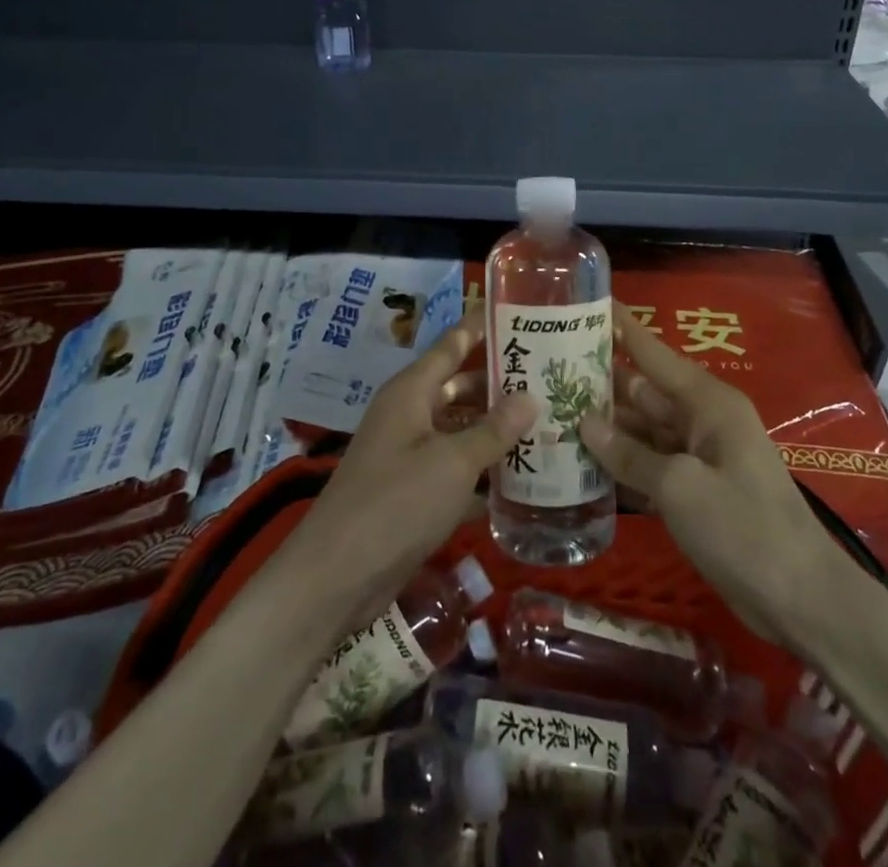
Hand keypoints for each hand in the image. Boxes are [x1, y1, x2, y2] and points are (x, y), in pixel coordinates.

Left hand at [287, 313, 536, 623]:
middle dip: (500, 383)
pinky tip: (523, 477)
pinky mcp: (413, 491)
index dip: (482, 325)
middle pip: (459, 387)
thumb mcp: (453, 462)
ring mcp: (409, 453)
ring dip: (496, 428)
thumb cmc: (395, 503)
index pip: (452, 343)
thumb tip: (532, 397)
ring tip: (548, 422)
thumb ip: (493, 430)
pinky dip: (483, 469)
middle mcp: (409, 414)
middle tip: (550, 377)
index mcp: (411, 391)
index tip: (521, 311)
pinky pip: (456, 467)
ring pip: (460, 428)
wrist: (337, 577)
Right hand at [580, 302, 833, 650]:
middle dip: (598, 382)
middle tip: (544, 371)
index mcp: (706, 402)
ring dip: (603, 428)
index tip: (585, 303)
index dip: (621, 327)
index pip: (652, 352)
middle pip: (642, 391)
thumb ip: (629, 454)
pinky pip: (649, 464)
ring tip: (550, 415)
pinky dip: (620, 463)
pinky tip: (579, 463)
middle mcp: (701, 420)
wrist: (802, 600)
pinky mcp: (693, 490)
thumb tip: (584, 423)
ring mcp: (697, 456)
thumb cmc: (743, 528)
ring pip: (641, 430)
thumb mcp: (680, 488)